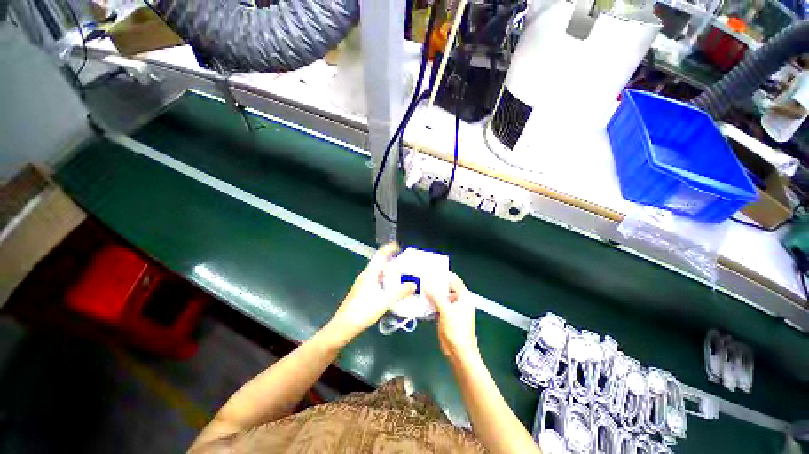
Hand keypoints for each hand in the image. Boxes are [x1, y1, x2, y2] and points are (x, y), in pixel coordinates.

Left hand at [323, 243, 415, 347]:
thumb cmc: (363, 311)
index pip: (380, 255)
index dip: (389, 248)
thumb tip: (414, 284)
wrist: (343, 326)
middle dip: (390, 260)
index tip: (398, 246)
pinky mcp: (360, 291)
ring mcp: (361, 283)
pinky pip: (374, 279)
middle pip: (378, 262)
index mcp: (370, 273)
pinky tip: (388, 288)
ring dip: (387, 270)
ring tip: (399, 274)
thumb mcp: (385, 301)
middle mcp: (365, 275)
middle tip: (403, 262)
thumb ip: (400, 292)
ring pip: (376, 272)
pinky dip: (383, 279)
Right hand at [426, 273, 478, 361]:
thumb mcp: (446, 311)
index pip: (454, 280)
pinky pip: (438, 305)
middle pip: (446, 288)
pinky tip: (421, 301)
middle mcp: (459, 300)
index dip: (443, 275)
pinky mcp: (446, 316)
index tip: (430, 272)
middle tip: (422, 280)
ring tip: (420, 289)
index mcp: (464, 297)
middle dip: (435, 285)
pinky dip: (431, 303)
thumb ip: (436, 296)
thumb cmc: (457, 331)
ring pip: (441, 297)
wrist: (459, 353)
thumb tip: (426, 285)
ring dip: (432, 294)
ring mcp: (452, 309)